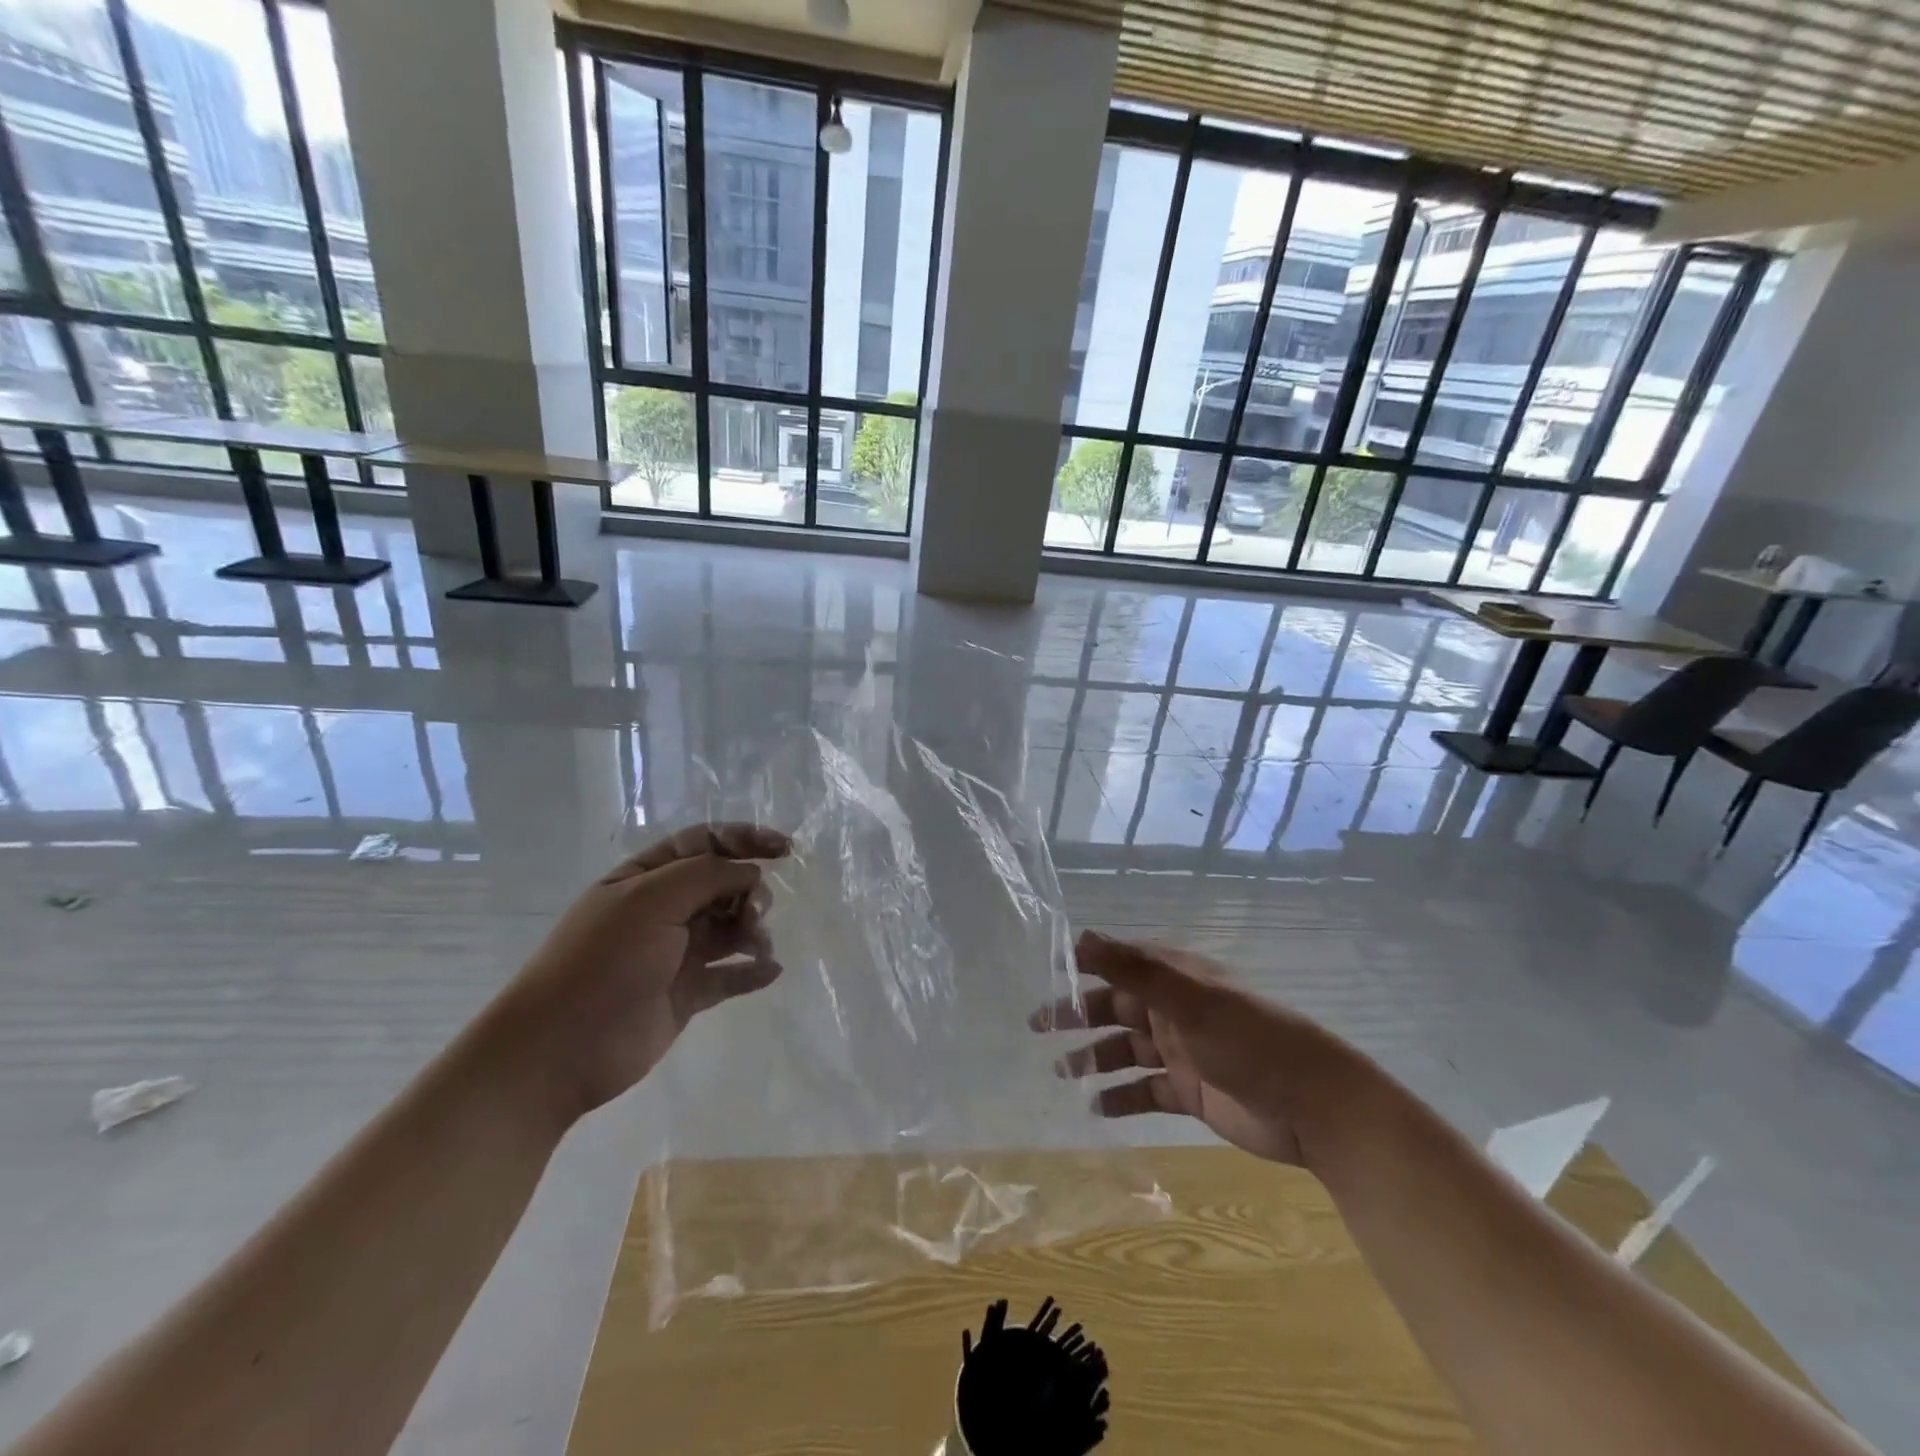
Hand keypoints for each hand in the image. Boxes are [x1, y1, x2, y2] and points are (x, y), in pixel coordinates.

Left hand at [479, 823, 789, 1123]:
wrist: (559, 1050)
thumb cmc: (603, 961)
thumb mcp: (651, 900)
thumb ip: (707, 875)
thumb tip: (751, 874)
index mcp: (646, 878)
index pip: (704, 843)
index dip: (745, 839)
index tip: (784, 849)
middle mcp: (663, 910)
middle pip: (723, 885)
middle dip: (750, 891)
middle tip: (756, 912)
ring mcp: (675, 953)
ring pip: (730, 928)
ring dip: (754, 930)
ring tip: (759, 945)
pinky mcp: (687, 994)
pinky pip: (730, 975)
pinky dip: (753, 972)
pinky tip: (770, 971)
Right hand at [1033, 931, 1370, 1167]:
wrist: (1313, 1106)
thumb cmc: (1248, 1040)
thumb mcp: (1188, 998)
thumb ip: (1133, 969)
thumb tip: (1080, 935)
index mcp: (1174, 978)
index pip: (1118, 964)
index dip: (1082, 968)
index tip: (1044, 976)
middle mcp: (1173, 1009)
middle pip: (1115, 1007)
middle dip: (1077, 1015)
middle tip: (1036, 1027)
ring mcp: (1181, 1051)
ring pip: (1125, 1050)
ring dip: (1094, 1058)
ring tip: (1059, 1072)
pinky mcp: (1189, 1092)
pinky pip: (1145, 1091)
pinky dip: (1121, 1098)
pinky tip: (1095, 1108)